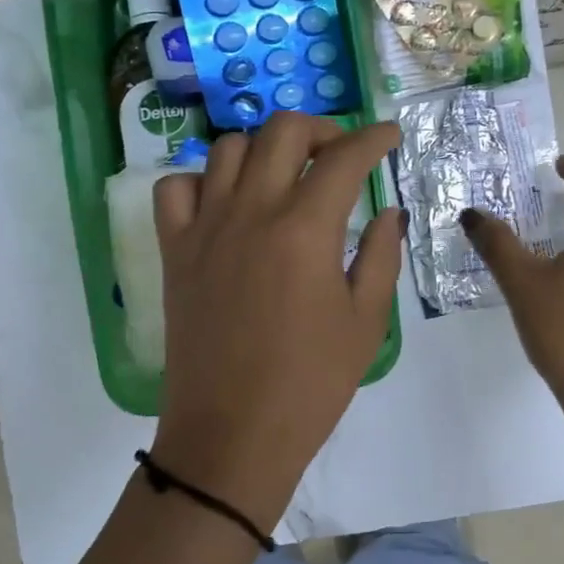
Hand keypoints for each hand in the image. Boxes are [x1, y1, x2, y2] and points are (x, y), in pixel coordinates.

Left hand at [149, 114, 405, 518]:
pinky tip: (225, 203)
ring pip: (228, 149)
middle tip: (340, 155)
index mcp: (306, 229)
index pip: (345, 158)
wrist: (233, 433)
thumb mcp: (366, 322)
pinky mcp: (174, 251)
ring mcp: (205, 228)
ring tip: (285, 177)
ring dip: (264, 150)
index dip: (374, 138)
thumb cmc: (310, 385)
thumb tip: (388, 212)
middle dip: (321, 130)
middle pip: (282, 132)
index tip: (389, 136)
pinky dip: (201, 180)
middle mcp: (252, 212)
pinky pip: (175, 188)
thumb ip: (382, 256)